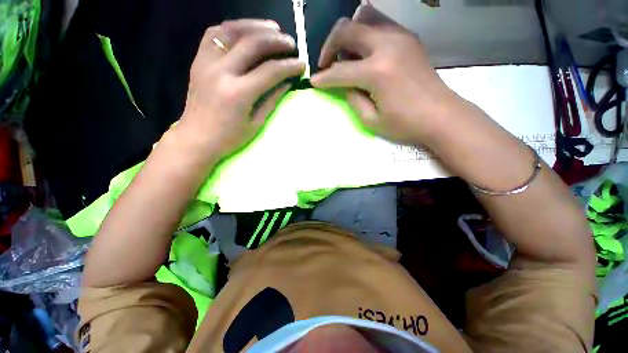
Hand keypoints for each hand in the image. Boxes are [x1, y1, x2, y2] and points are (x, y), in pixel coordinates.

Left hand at [178, 19, 305, 162]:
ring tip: (273, 29)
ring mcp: (206, 63)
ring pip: (232, 31)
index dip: (289, 66)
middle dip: (276, 41)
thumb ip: (272, 99)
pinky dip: (233, 28)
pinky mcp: (198, 60)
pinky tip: (246, 31)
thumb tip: (287, 82)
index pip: (270, 71)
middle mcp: (221, 72)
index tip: (302, 64)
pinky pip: (214, 34)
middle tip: (291, 44)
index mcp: (238, 93)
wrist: (196, 138)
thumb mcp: (256, 123)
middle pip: (252, 44)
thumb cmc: (229, 138)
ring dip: (256, 26)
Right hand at [311, 18, 460, 145]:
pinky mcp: (408, 37)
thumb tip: (344, 85)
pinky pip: (380, 23)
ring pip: (363, 17)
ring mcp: (400, 36)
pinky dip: (365, 32)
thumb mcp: (371, 120)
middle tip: (326, 64)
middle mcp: (387, 45)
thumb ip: (353, 99)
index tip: (314, 81)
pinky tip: (364, 51)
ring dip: (347, 35)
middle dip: (329, 46)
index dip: (323, 77)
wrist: (441, 115)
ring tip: (345, 55)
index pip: (339, 70)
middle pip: (347, 30)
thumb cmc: (405, 124)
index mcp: (376, 72)